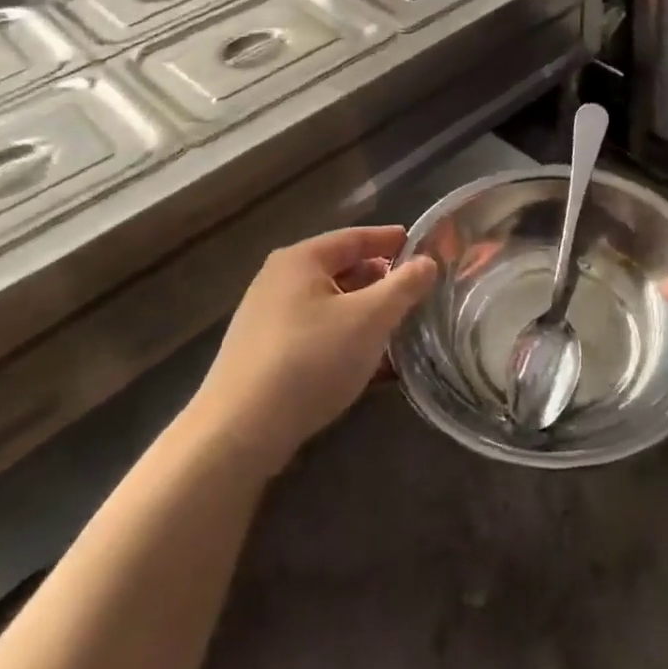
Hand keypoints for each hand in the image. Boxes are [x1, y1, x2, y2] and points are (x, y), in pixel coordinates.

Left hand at [188, 226, 436, 472]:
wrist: (239, 432)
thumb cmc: (311, 359)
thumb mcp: (370, 318)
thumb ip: (404, 286)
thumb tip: (428, 262)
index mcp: (301, 259)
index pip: (356, 237)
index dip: (392, 241)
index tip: (424, 249)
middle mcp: (278, 280)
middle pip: (341, 269)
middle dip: (381, 281)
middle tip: (416, 294)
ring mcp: (266, 318)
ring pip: (329, 304)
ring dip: (364, 313)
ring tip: (398, 329)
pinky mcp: (262, 353)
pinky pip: (315, 333)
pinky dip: (343, 337)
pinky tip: (366, 362)